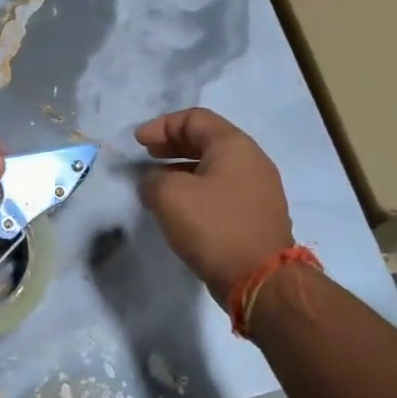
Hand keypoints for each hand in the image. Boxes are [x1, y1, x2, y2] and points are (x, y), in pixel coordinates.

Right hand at [134, 108, 293, 303]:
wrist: (259, 278)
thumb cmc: (214, 226)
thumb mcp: (169, 196)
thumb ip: (153, 179)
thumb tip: (153, 181)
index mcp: (234, 145)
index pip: (194, 119)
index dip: (162, 126)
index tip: (137, 142)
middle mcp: (251, 160)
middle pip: (207, 140)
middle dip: (172, 145)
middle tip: (147, 156)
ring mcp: (258, 189)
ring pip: (214, 167)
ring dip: (183, 169)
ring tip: (157, 183)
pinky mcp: (256, 215)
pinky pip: (222, 190)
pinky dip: (197, 189)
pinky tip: (180, 207)